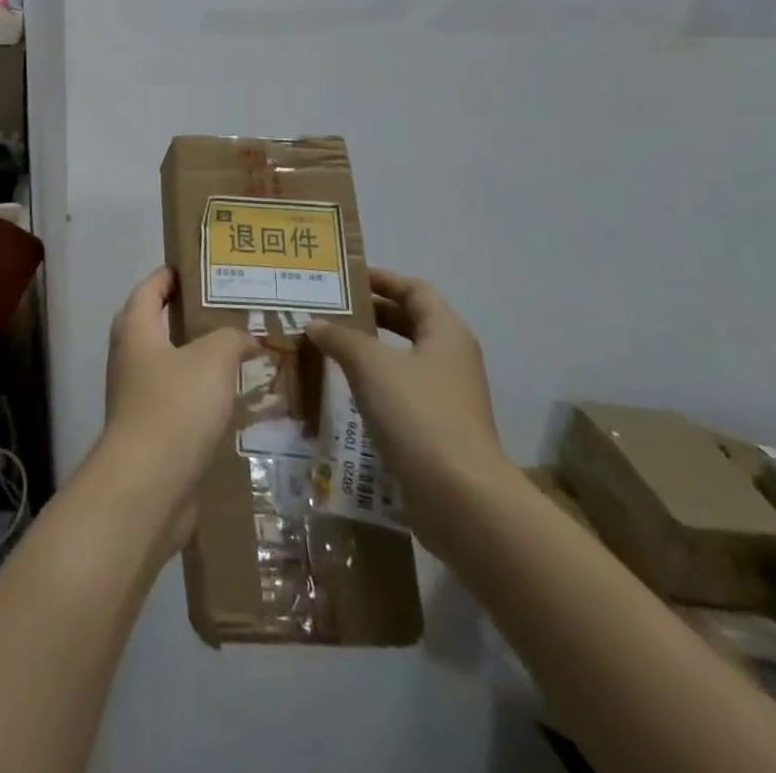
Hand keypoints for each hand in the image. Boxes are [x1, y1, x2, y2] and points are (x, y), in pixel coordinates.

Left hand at [101, 268, 253, 556]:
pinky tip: (228, 401)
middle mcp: (129, 359)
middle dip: (183, 316)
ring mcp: (136, 398)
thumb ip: (230, 339)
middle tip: (222, 310)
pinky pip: (176, 401)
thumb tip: (246, 337)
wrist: (148, 485)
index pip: (148, 290)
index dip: (167, 276)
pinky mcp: (150, 434)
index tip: (192, 269)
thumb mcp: (212, 360)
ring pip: (167, 366)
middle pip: (152, 326)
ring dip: (194, 358)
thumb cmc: (175, 407)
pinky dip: (198, 395)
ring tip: (234, 353)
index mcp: (135, 331)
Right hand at [306, 269, 511, 546]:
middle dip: (371, 314)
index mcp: (446, 333)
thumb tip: (315, 323)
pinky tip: (343, 391)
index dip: (383, 279)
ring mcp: (447, 397)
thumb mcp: (371, 364)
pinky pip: (400, 393)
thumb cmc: (418, 413)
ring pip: (403, 360)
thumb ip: (340, 338)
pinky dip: (373, 384)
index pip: (415, 290)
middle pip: (410, 323)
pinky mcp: (436, 430)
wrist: (460, 497)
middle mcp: (451, 359)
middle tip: (330, 310)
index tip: (347, 277)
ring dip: (368, 351)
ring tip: (328, 347)